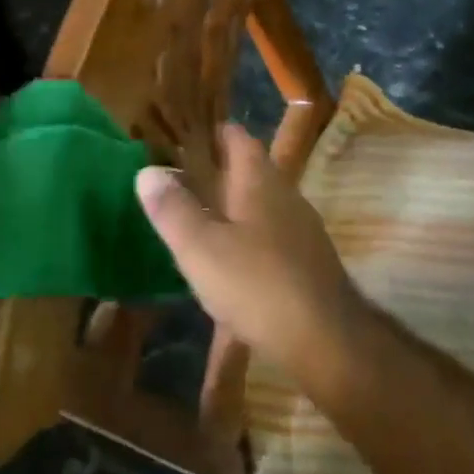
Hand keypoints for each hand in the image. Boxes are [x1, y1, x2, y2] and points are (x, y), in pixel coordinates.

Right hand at [136, 124, 367, 378]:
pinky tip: (230, 259)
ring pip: (261, 203)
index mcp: (259, 181)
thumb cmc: (257, 285)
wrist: (326, 340)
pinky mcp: (308, 260)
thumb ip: (172, 209)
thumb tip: (147, 170)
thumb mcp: (200, 248)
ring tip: (199, 217)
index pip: (237, 138)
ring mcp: (302, 228)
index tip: (181, 138)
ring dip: (232, 204)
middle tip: (180, 179)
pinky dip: (248, 234)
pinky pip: (271, 233)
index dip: (211, 134)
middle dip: (218, 170)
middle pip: (250, 169)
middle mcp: (285, 195)